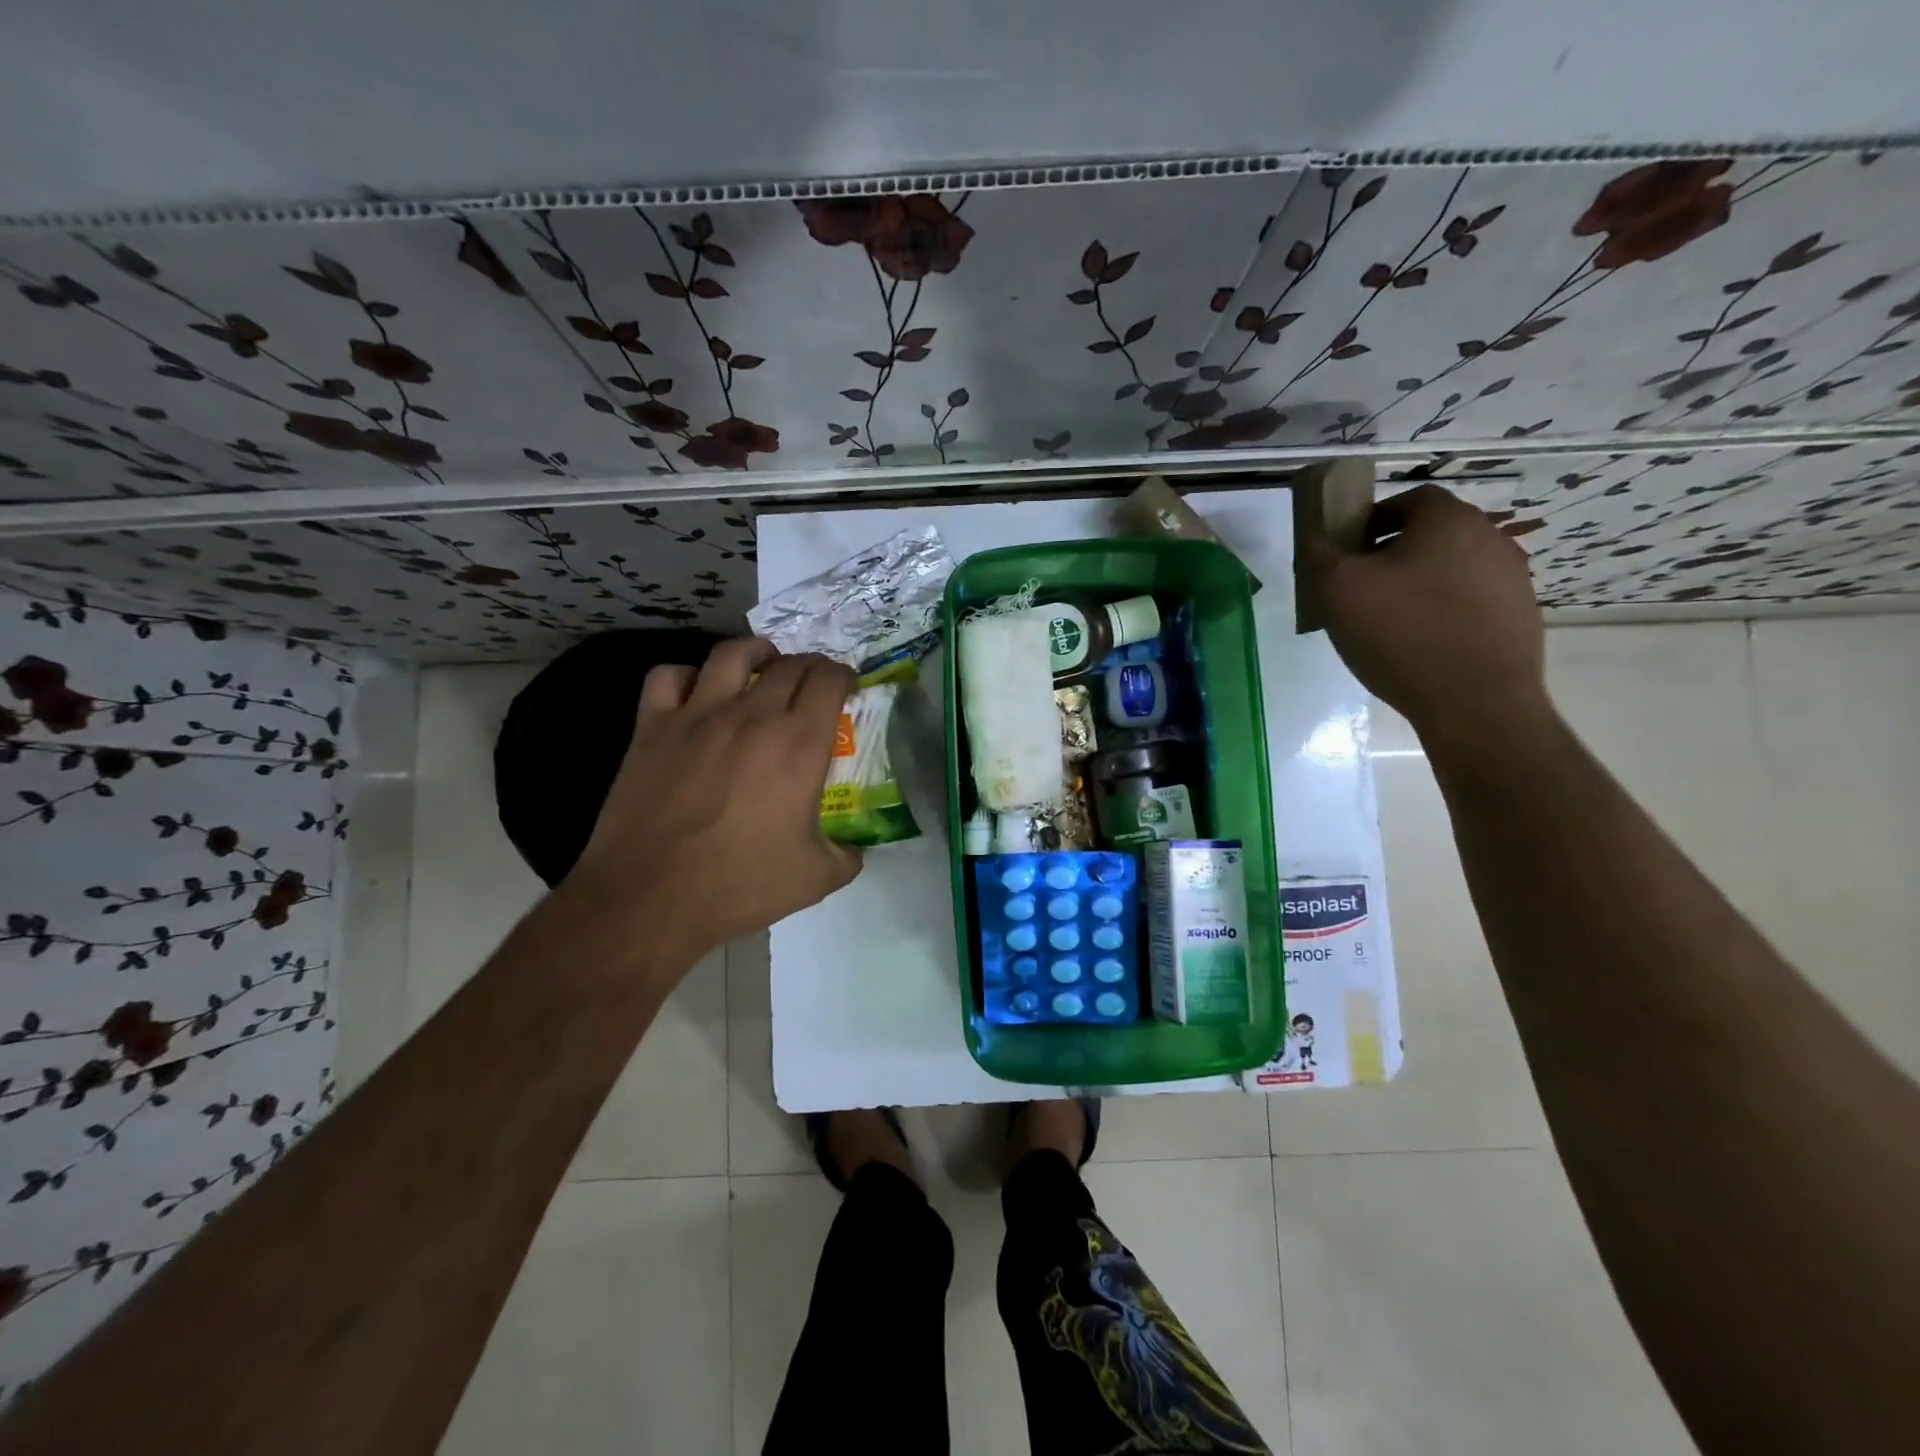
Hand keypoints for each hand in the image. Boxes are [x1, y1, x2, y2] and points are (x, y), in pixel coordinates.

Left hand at [556, 638, 862, 969]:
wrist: (650, 899)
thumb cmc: (740, 886)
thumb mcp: (817, 878)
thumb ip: (849, 855)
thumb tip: (858, 848)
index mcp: (799, 744)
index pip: (829, 680)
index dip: (844, 676)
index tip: (846, 688)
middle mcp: (752, 716)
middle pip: (789, 663)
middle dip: (809, 666)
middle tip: (812, 685)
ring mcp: (698, 715)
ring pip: (731, 654)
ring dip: (755, 653)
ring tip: (762, 665)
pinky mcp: (652, 727)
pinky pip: (668, 676)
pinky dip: (687, 676)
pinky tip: (696, 694)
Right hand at [1312, 484, 1551, 752]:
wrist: (1476, 703)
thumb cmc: (1402, 635)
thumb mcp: (1338, 590)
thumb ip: (1321, 554)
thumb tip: (1317, 539)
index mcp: (1448, 520)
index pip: (1407, 500)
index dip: (1371, 521)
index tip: (1346, 554)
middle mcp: (1490, 538)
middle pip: (1430, 535)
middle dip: (1391, 556)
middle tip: (1359, 591)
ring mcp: (1512, 579)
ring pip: (1449, 569)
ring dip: (1417, 585)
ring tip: (1387, 624)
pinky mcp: (1519, 617)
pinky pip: (1469, 603)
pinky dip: (1441, 614)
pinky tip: (1419, 647)